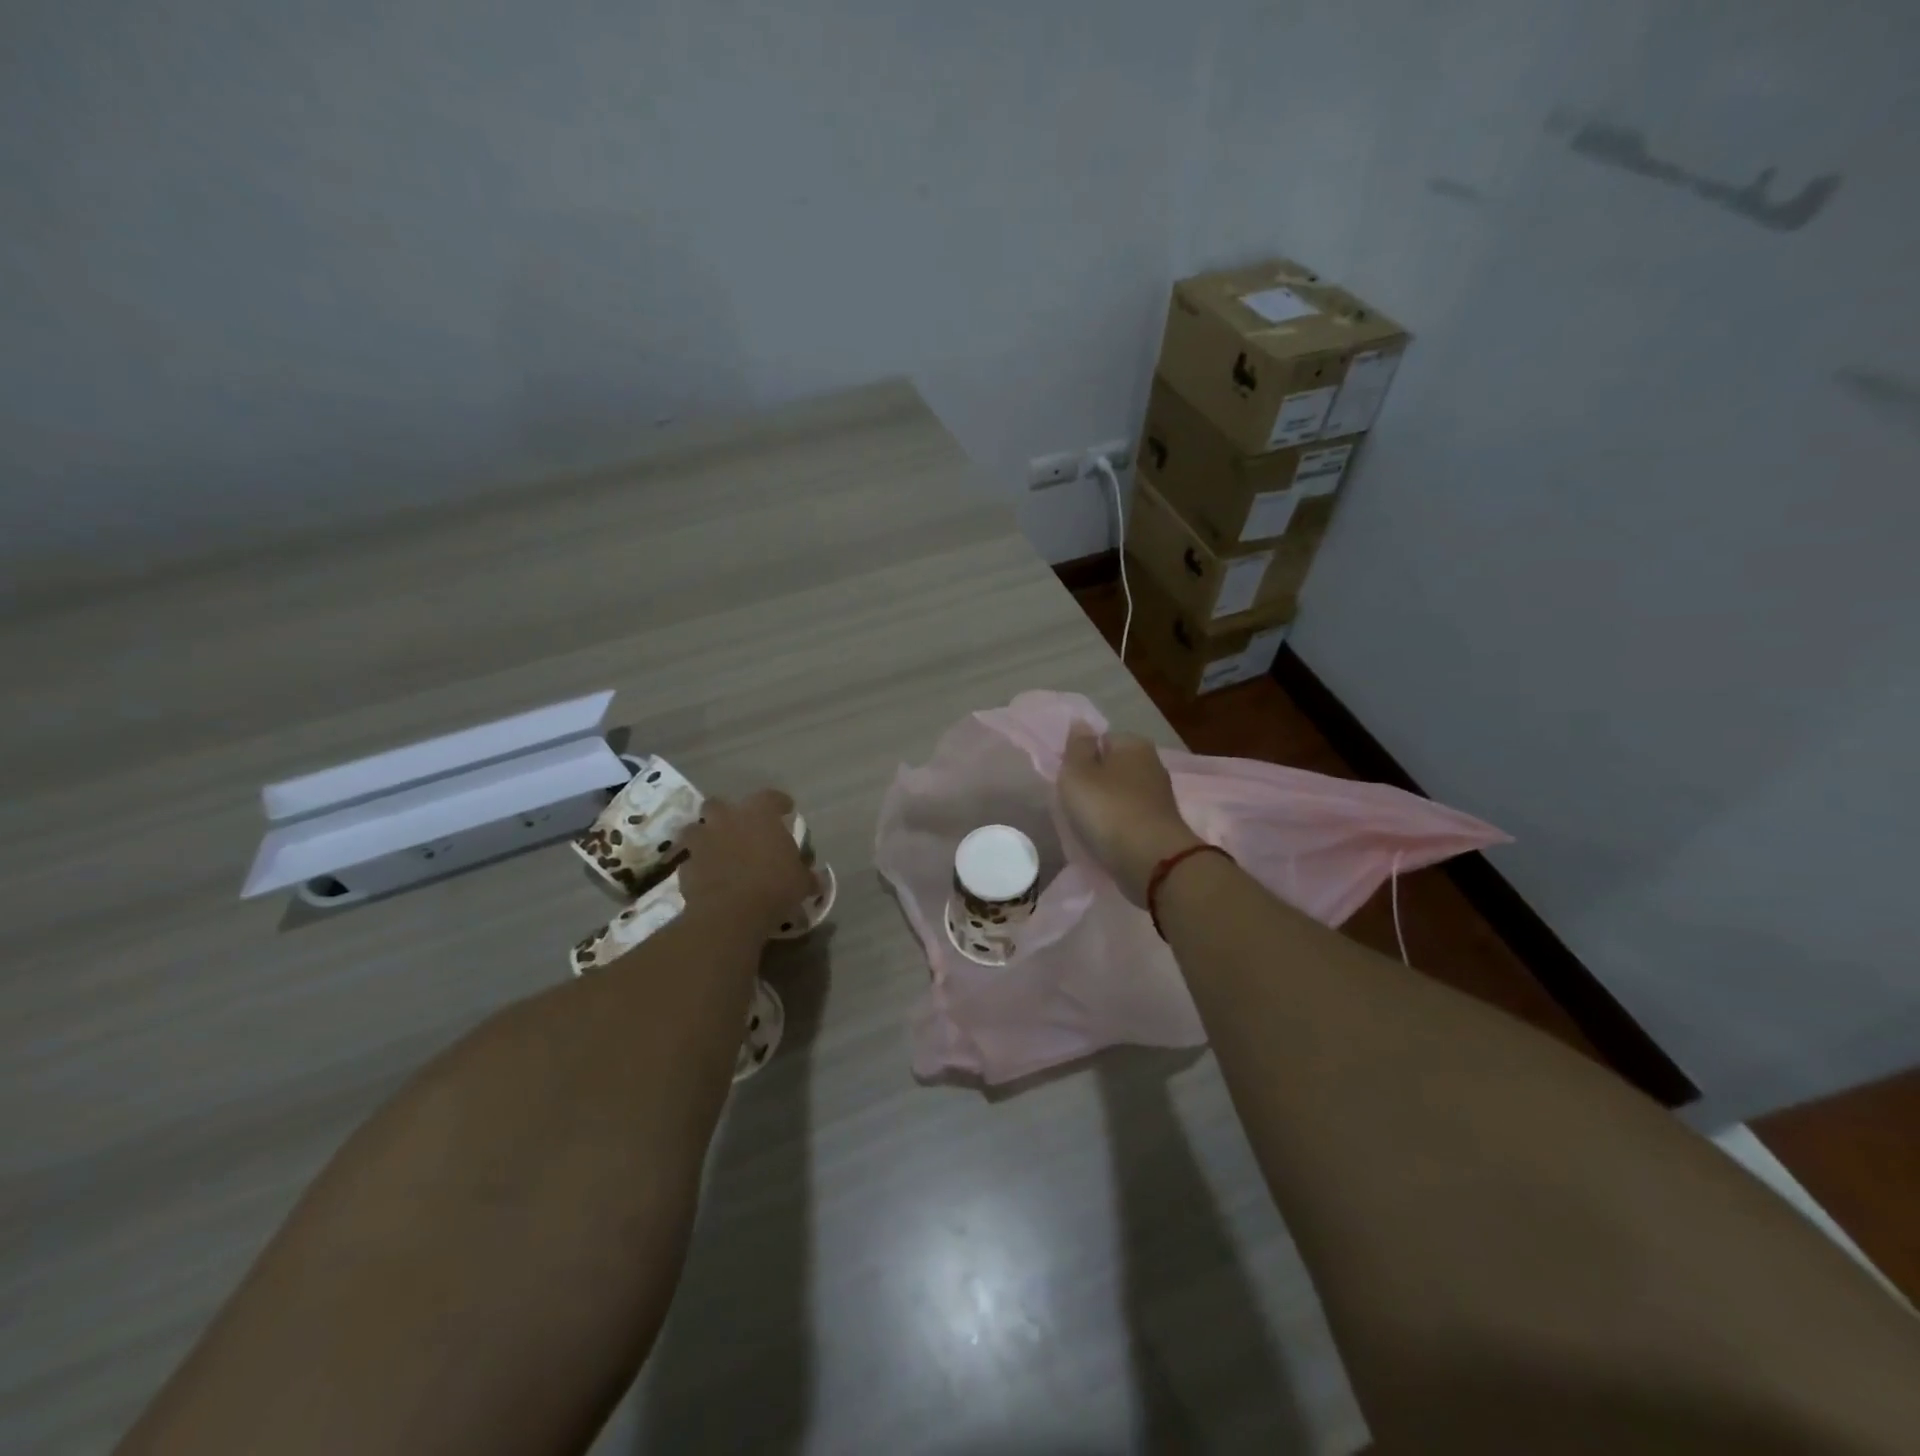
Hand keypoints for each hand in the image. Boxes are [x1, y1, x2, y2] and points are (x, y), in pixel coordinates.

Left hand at [678, 789, 815, 938]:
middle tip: (739, 829)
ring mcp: (702, 840)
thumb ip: (806, 875)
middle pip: (720, 804)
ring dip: (706, 837)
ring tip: (717, 852)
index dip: (779, 803)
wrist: (730, 914)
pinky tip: (708, 877)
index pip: (771, 797)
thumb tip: (814, 879)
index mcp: (760, 814)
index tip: (786, 811)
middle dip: (727, 814)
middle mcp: (727, 819)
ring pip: (697, 829)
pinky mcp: (685, 865)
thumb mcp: (801, 882)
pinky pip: (690, 859)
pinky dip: (698, 865)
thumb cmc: (774, 887)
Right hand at [1058, 724, 1202, 904]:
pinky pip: (1130, 817)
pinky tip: (1106, 838)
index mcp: (1133, 743)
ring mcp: (1159, 795)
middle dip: (1094, 782)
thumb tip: (1081, 722)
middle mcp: (1152, 763)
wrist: (1152, 861)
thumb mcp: (1078, 773)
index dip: (1082, 757)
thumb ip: (1077, 747)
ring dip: (1105, 806)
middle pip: (1112, 767)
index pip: (1101, 739)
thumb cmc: (1108, 809)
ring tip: (1088, 824)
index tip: (1069, 779)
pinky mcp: (1161, 824)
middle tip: (1075, 803)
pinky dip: (1117, 825)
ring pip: (1121, 793)